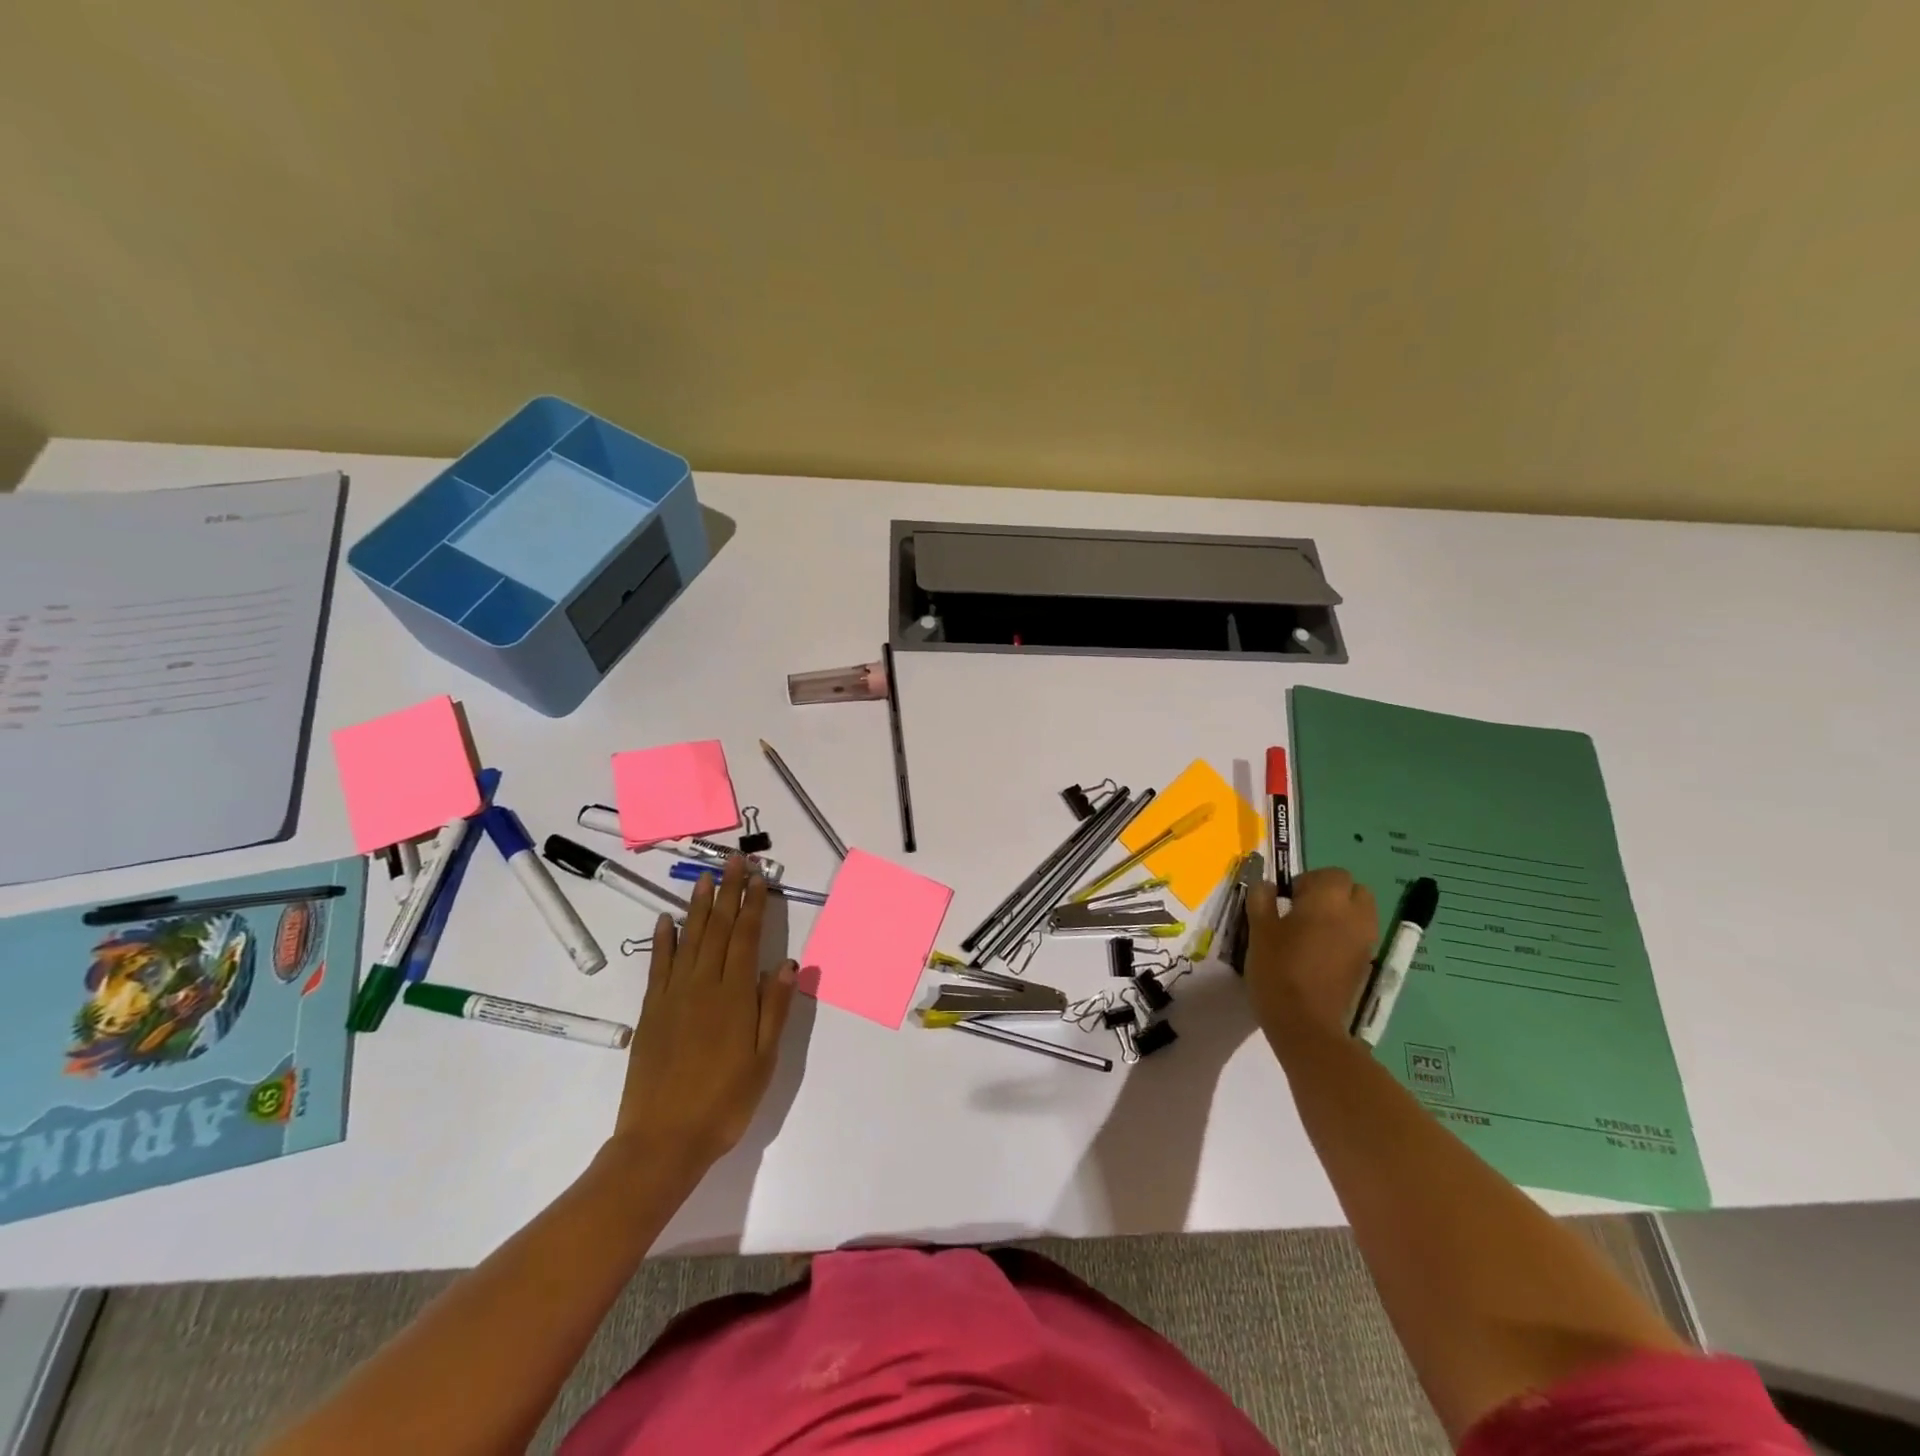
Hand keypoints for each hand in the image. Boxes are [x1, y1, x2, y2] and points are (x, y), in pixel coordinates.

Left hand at [607, 857, 798, 1187]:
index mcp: (735, 995)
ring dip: (698, 906)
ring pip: (689, 939)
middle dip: (727, 892)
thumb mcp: (764, 1059)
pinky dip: (663, 940)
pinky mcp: (651, 1011)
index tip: (758, 877)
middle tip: (733, 860)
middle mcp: (703, 985)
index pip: (746, 937)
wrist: (663, 1140)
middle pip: (718, 929)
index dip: (753, 904)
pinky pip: (658, 965)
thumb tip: (787, 962)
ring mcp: (673, 995)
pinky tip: (667, 921)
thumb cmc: (724, 1102)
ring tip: (705, 878)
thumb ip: (774, 1008)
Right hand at [1243, 868, 1377, 1045]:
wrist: (1306, 1023)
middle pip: (1354, 890)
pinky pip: (1360, 936)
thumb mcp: (1258, 930)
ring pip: (1361, 913)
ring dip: (1341, 914)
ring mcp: (1365, 942)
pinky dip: (1345, 936)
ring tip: (1311, 932)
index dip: (1309, 880)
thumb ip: (1262, 899)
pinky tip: (1320, 953)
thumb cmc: (1278, 969)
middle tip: (1303, 910)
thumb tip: (1267, 885)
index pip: (1332, 873)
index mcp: (1328, 901)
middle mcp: (1355, 916)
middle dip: (1332, 893)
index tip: (1287, 898)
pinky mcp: (1366, 964)